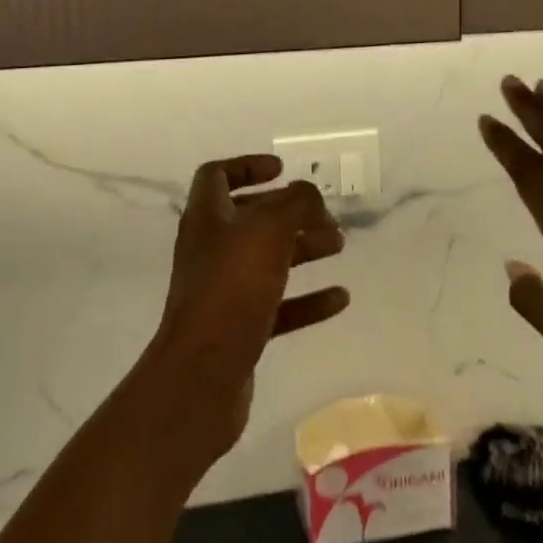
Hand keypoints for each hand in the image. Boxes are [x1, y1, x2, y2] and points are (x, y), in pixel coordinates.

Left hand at [144, 155, 349, 457]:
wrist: (202, 375)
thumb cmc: (232, 288)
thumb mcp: (268, 230)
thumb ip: (294, 203)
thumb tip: (307, 193)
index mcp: (207, 218)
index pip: (216, 176)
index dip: (247, 166)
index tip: (282, 170)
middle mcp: (211, 249)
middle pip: (250, 219)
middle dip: (289, 213)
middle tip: (325, 216)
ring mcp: (223, 291)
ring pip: (267, 261)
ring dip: (303, 249)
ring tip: (339, 246)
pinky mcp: (238, 329)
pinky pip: (277, 305)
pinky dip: (307, 299)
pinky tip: (340, 299)